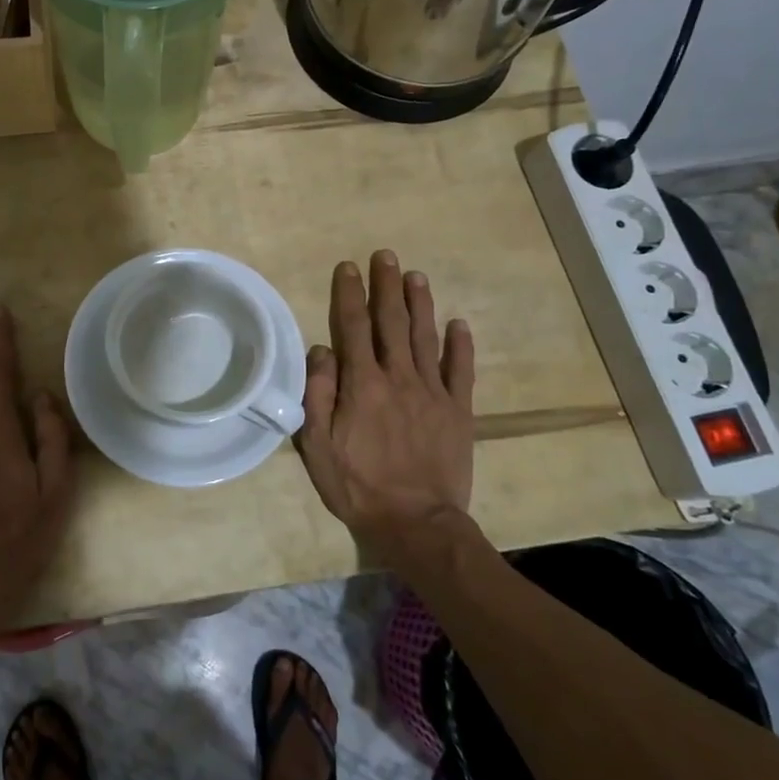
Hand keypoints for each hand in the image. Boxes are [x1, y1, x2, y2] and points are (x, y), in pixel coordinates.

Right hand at [295, 251, 476, 554]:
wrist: (415, 523)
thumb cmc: (358, 486)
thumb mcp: (317, 446)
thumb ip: (318, 395)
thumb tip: (321, 351)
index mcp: (362, 384)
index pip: (353, 327)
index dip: (350, 294)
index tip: (349, 268)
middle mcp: (398, 378)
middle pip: (391, 323)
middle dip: (386, 287)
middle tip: (386, 256)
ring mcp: (432, 393)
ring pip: (426, 338)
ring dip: (420, 304)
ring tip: (416, 276)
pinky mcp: (458, 412)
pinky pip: (461, 371)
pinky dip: (460, 346)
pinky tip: (458, 324)